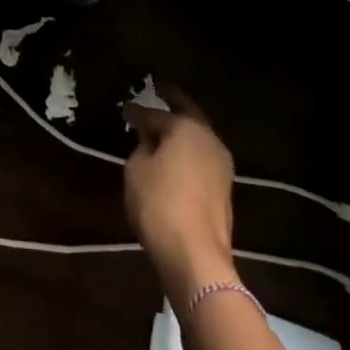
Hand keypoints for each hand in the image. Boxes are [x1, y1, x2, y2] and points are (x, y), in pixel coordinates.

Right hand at [123, 89, 235, 299]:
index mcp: (187, 127)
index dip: (137, 112)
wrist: (195, 256)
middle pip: (188, 116)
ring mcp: (222, 166)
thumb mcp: (137, 169)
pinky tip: (174, 158)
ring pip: (197, 139)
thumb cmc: (159, 203)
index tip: (125, 109)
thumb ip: (142, 147)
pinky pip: (200, 160)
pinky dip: (187, 154)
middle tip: (158, 92)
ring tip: (162, 129)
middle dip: (172, 105)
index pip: (157, 113)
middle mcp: (209, 140)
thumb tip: (150, 141)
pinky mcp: (224, 190)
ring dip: (181, 132)